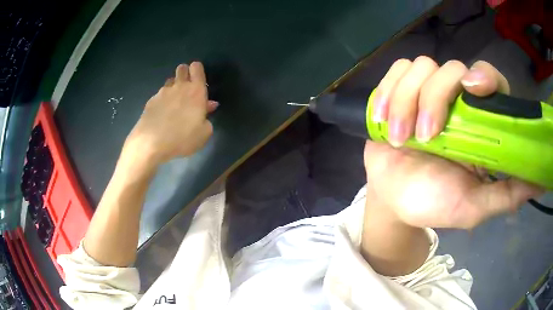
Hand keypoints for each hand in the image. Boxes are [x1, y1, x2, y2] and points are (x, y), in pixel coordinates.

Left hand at [124, 62, 217, 166]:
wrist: (151, 144)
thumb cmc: (182, 138)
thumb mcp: (204, 134)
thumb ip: (207, 117)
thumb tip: (207, 106)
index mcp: (196, 91)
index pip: (197, 68)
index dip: (198, 71)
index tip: (199, 82)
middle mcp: (179, 87)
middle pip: (182, 68)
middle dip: (185, 74)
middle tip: (187, 90)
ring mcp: (162, 93)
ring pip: (170, 81)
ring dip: (174, 88)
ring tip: (173, 104)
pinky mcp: (150, 101)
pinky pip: (159, 96)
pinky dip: (162, 102)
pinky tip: (161, 116)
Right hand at [365, 57, 543, 228]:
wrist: (393, 200)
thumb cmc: (434, 203)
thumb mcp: (474, 207)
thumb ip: (506, 195)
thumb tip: (539, 182)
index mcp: (480, 124)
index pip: (490, 79)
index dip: (484, 76)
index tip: (472, 89)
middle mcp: (457, 100)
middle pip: (451, 68)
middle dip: (434, 99)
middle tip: (424, 138)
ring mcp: (427, 91)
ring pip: (420, 66)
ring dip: (405, 101)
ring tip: (399, 138)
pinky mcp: (400, 90)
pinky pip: (396, 70)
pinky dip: (388, 91)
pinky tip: (383, 118)